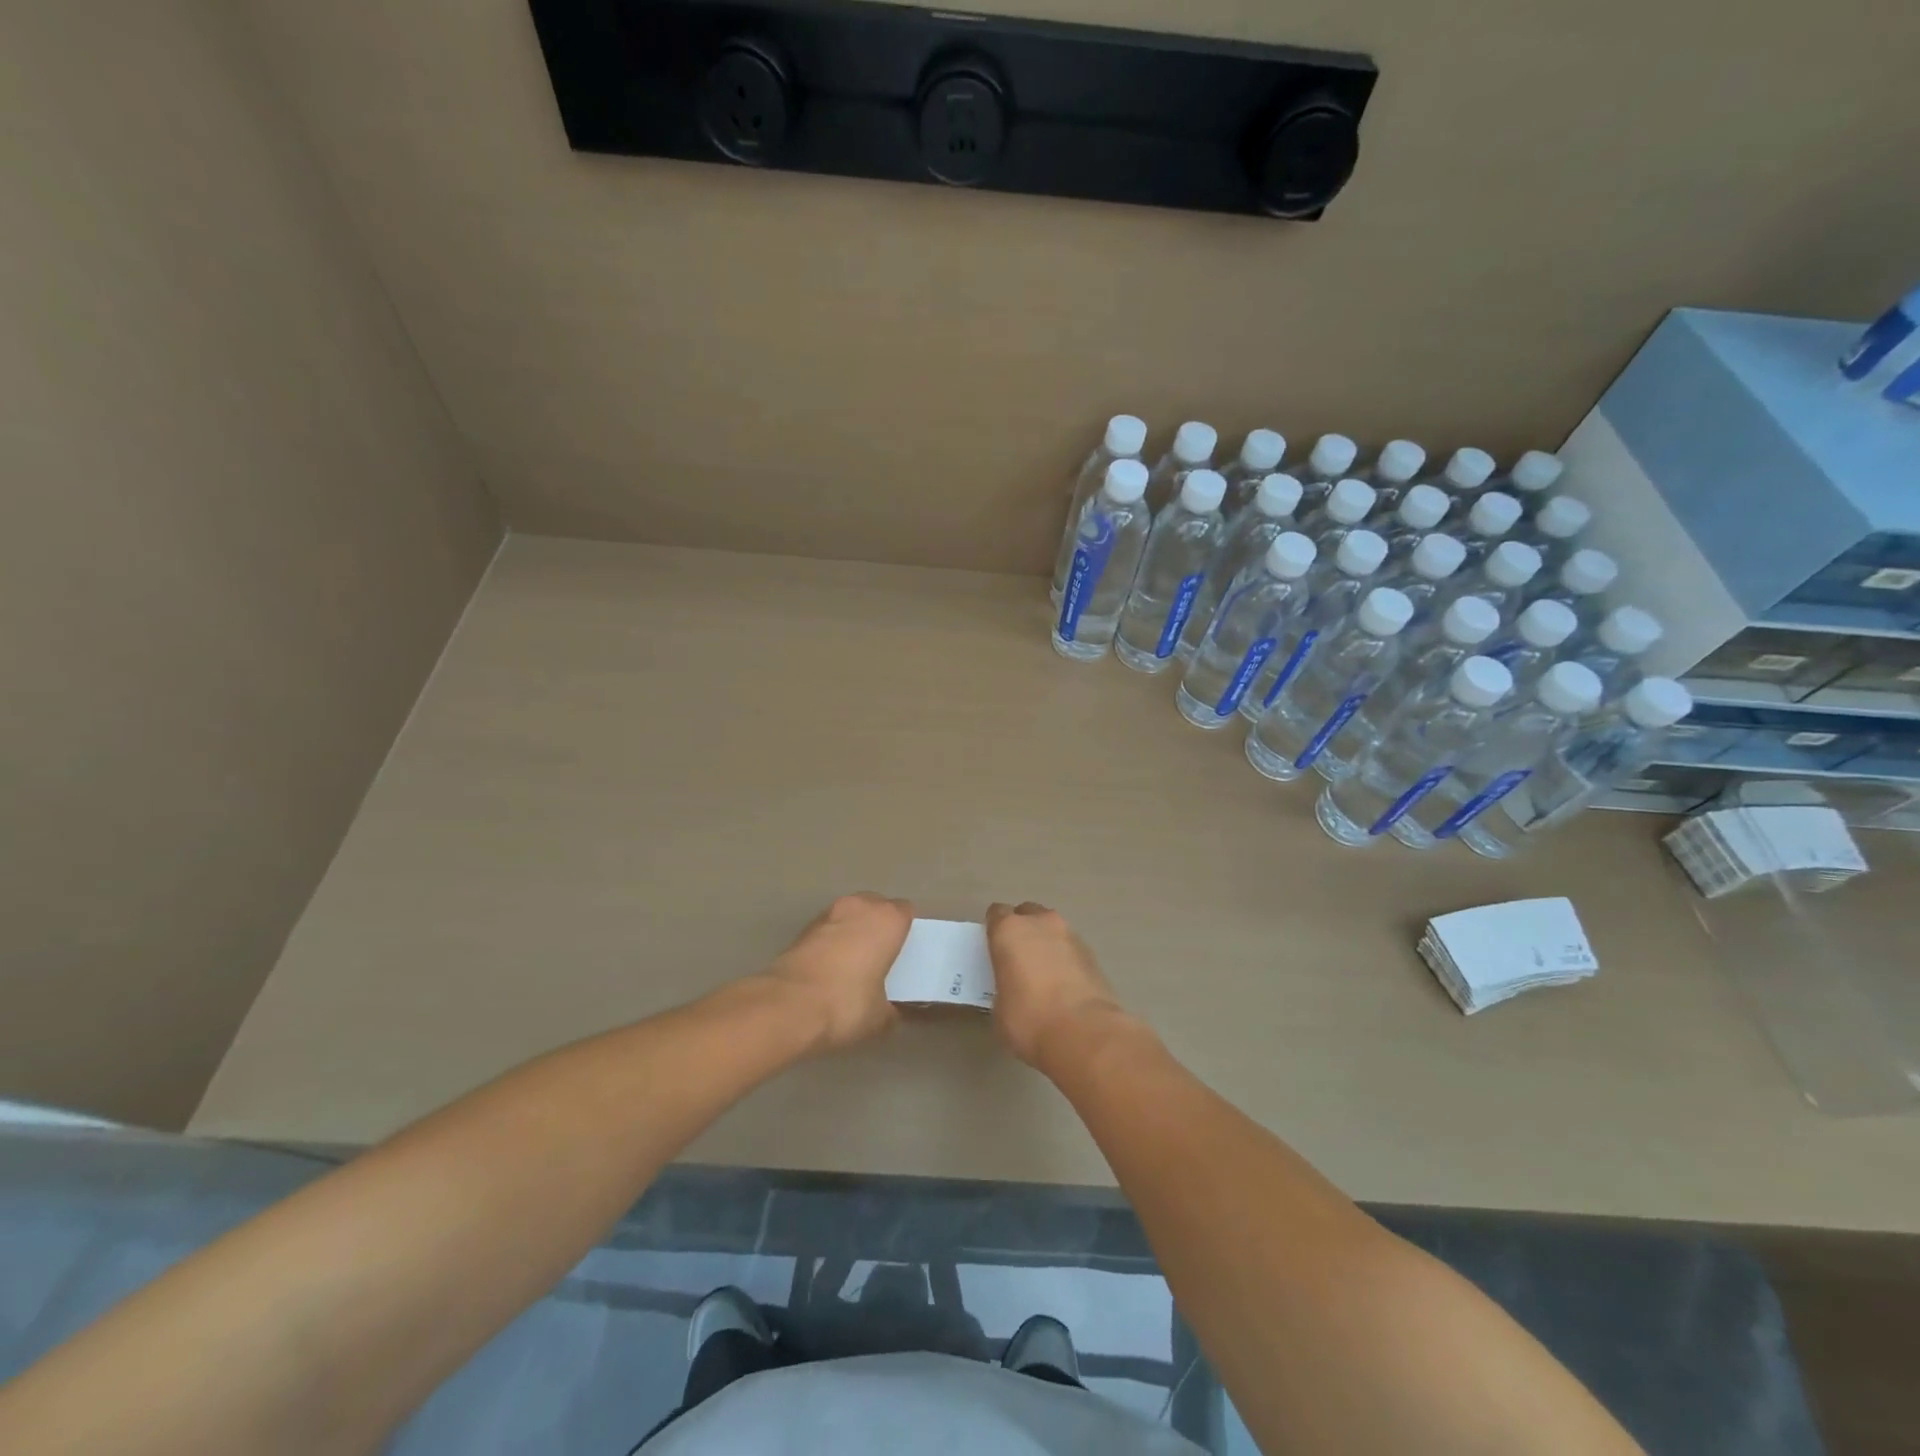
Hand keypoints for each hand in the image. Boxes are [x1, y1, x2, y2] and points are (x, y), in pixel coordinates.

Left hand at [764, 894, 912, 1052]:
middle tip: (881, 957)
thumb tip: (889, 1011)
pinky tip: (829, 970)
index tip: (905, 953)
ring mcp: (828, 914)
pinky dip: (831, 942)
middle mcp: (859, 907)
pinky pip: (828, 929)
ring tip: (853, 964)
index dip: (907, 931)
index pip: (906, 912)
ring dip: (853, 931)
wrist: (787, 1006)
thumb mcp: (880, 1017)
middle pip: (876, 907)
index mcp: (887, 920)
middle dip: (879, 926)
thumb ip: (891, 1008)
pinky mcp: (802, 929)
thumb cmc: (846, 1004)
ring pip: (850, 915)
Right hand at [986, 902, 1125, 1070]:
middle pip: (1027, 913)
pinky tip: (1064, 984)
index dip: (994, 930)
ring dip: (1046, 942)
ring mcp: (1070, 935)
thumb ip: (1003, 985)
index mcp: (1009, 930)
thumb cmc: (1029, 1020)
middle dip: (1022, 930)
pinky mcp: (1092, 953)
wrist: (1084, 1033)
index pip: (996, 914)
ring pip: (1051, 928)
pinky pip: (1070, 947)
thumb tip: (1013, 988)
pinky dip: (1064, 958)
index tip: (993, 949)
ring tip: (1043, 973)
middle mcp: (1040, 923)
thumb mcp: (999, 1007)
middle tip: (1018, 959)